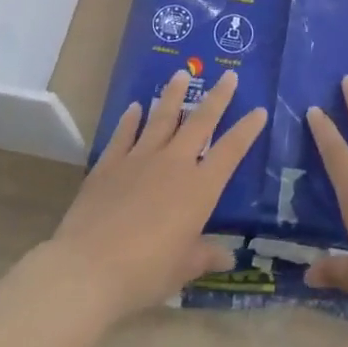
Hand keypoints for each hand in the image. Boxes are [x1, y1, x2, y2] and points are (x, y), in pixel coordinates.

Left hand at [45, 69, 266, 323]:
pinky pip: (124, 135)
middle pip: (200, 122)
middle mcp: (174, 164)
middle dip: (217, 97)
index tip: (259, 110)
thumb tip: (228, 258)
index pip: (231, 150)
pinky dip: (130, 120)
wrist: (88, 269)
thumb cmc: (145, 272)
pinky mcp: (109, 165)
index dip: (247, 130)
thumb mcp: (182, 269)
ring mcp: (140, 159)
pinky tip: (134, 108)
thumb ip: (205, 257)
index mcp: (200, 188)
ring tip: (181, 73)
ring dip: (173, 95)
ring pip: (162, 118)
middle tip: (228, 74)